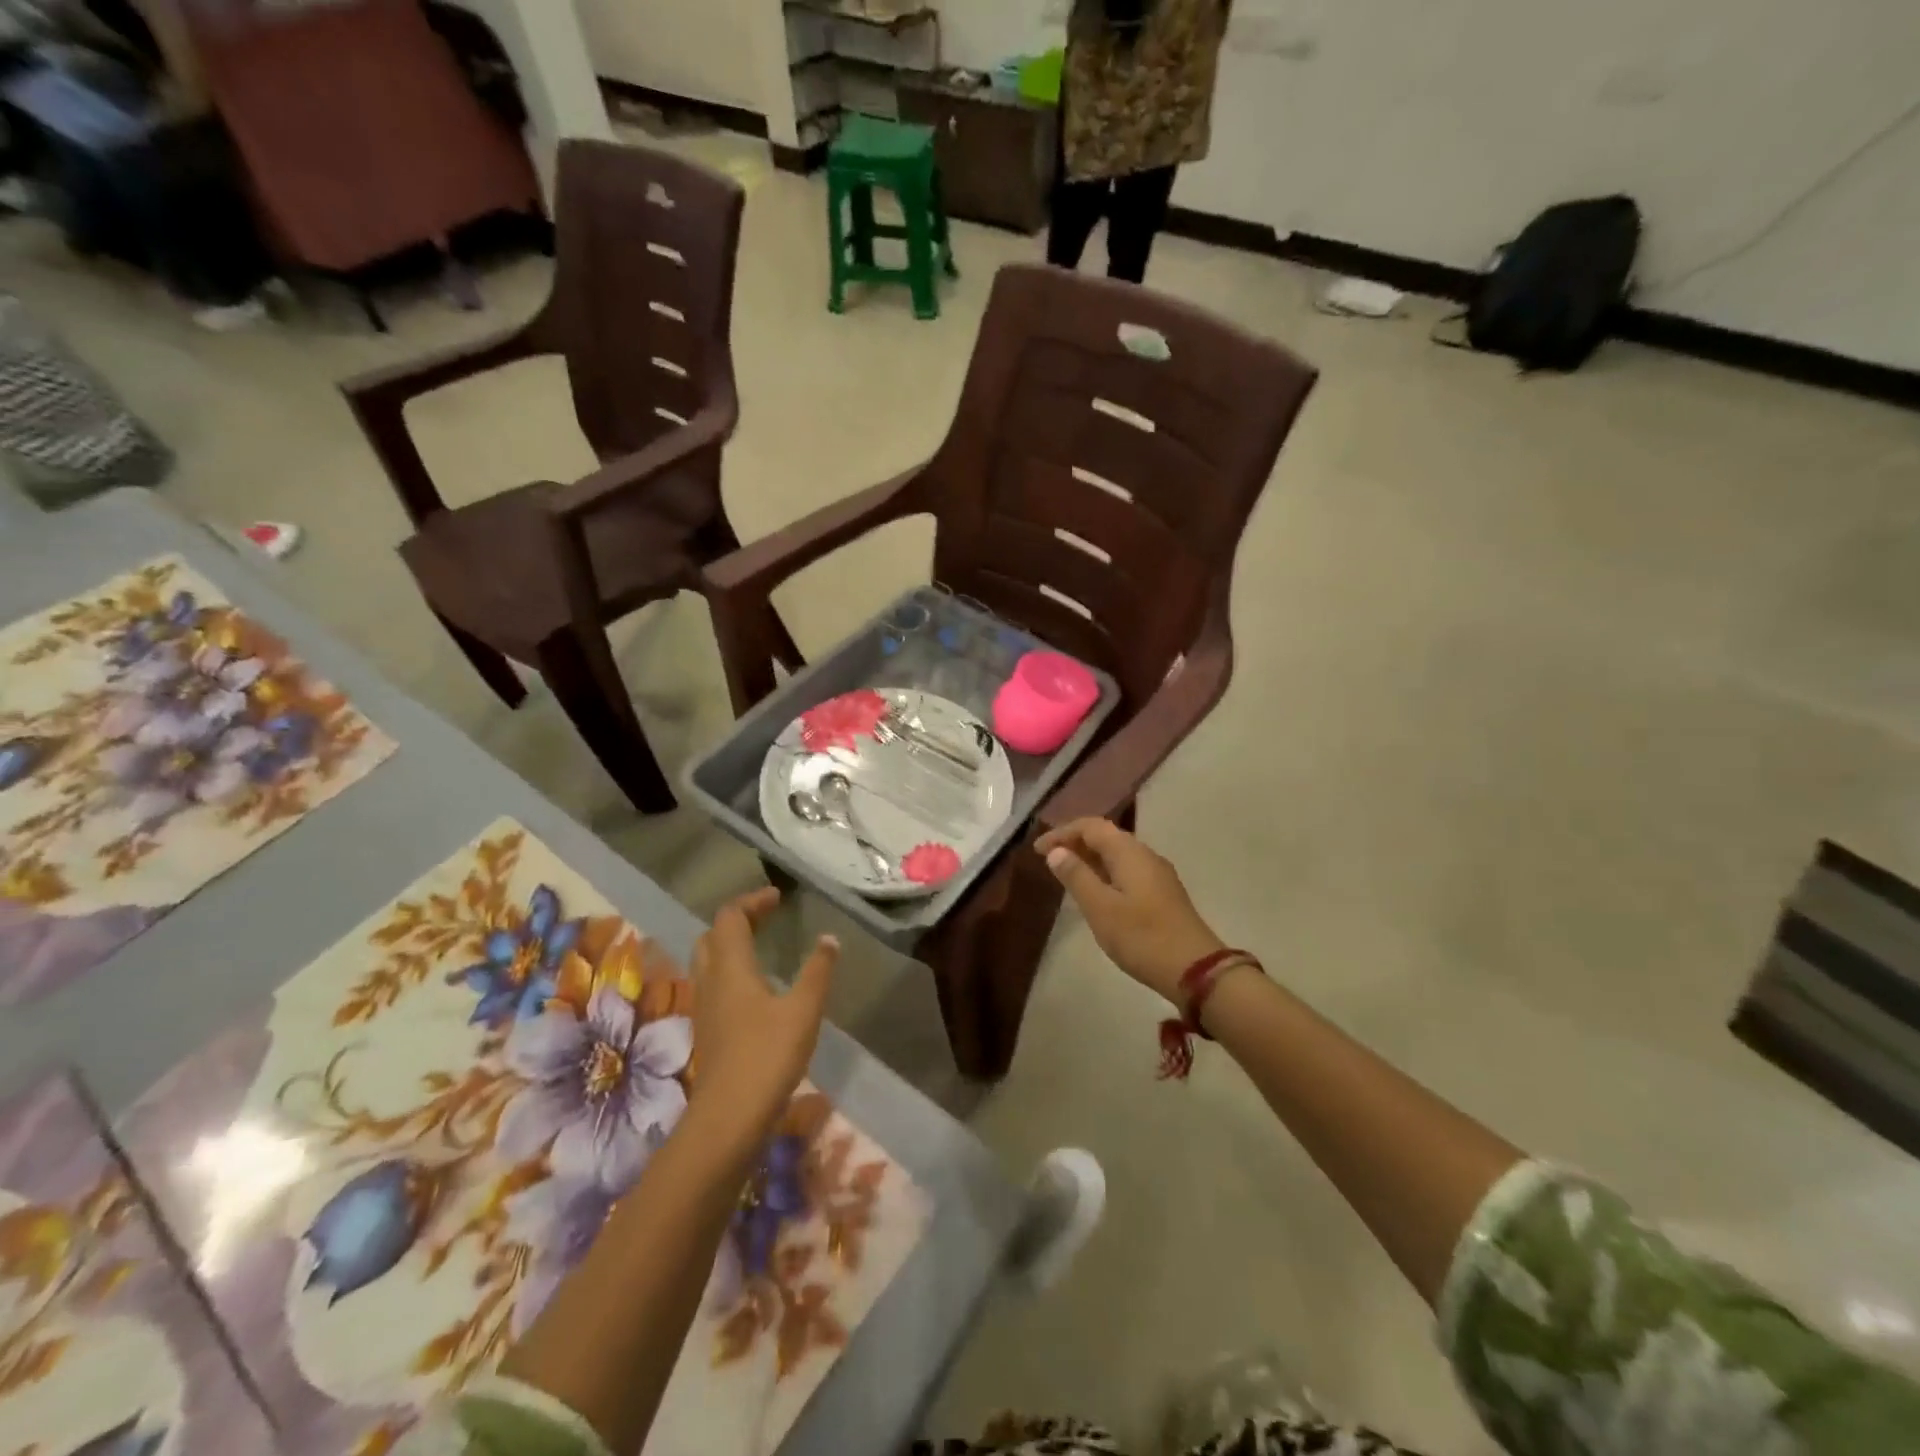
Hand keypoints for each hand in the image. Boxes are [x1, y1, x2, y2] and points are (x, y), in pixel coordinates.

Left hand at [688, 888, 837, 1144]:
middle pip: (713, 936)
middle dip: (738, 920)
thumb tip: (829, 938)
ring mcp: (706, 1007)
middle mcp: (712, 980)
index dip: (752, 902)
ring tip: (761, 946)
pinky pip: (714, 985)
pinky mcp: (709, 1030)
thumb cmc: (768, 1055)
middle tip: (767, 918)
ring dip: (731, 945)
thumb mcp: (804, 1009)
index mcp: (731, 967)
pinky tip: (755, 988)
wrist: (729, 1117)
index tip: (778, 897)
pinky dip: (731, 971)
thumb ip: (818, 971)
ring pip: (709, 961)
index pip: (730, 918)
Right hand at [1036, 819, 1224, 1005]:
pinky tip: (1095, 893)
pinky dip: (1105, 874)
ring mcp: (1157, 874)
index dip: (1062, 833)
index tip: (1037, 850)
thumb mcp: (1100, 908)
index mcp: (1129, 852)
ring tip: (1066, 875)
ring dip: (1090, 859)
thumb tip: (1057, 851)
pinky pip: (1127, 871)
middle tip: (1048, 860)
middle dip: (1075, 843)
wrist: (1195, 970)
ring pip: (1117, 855)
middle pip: (1106, 836)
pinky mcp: (1163, 894)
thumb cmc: (1142, 937)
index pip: (1091, 826)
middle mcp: (1145, 855)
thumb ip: (1077, 876)